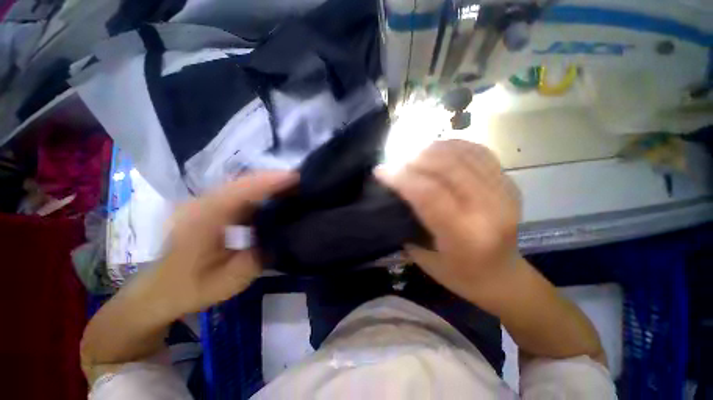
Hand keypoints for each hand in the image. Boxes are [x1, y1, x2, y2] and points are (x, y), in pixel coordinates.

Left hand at [142, 171, 297, 319]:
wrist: (160, 290)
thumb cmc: (192, 288)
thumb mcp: (230, 281)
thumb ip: (258, 257)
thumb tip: (281, 235)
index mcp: (202, 220)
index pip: (240, 192)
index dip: (269, 182)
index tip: (296, 177)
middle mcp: (201, 204)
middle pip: (242, 183)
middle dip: (273, 179)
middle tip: (301, 182)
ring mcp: (203, 203)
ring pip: (241, 186)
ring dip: (268, 184)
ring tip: (293, 187)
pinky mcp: (209, 206)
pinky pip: (239, 194)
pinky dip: (259, 192)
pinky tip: (275, 197)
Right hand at [379, 140, 520, 302]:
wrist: (503, 276)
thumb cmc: (459, 274)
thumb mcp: (424, 257)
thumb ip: (408, 222)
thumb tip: (393, 191)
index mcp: (465, 235)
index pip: (428, 193)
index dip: (401, 177)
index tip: (380, 171)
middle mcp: (489, 209)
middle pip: (447, 167)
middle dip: (414, 158)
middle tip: (395, 162)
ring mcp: (504, 192)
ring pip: (462, 154)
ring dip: (432, 149)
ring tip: (413, 154)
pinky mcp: (509, 183)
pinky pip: (478, 152)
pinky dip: (453, 146)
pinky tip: (437, 151)